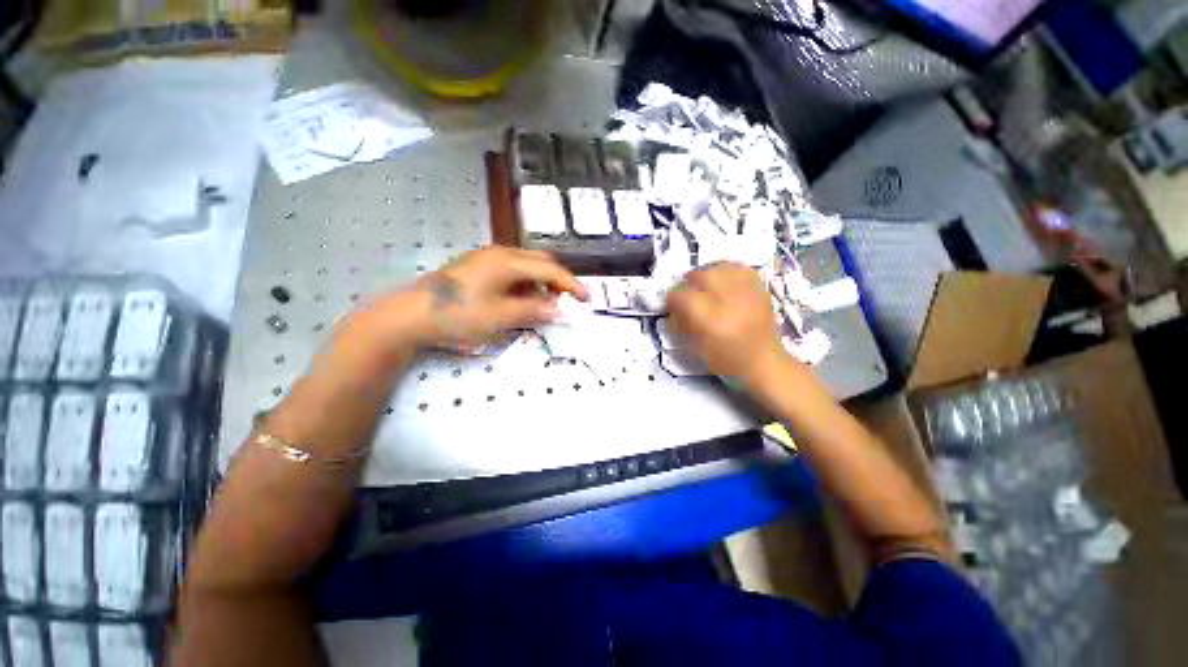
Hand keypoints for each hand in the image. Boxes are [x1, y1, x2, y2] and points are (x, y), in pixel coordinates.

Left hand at [405, 246, 587, 348]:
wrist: (411, 315)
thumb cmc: (459, 315)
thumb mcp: (502, 317)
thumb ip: (535, 311)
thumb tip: (562, 310)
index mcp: (508, 261)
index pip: (550, 269)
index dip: (571, 284)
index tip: (586, 300)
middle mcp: (500, 253)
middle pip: (540, 262)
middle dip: (557, 281)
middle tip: (567, 301)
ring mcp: (486, 259)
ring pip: (526, 266)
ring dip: (541, 283)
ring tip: (545, 305)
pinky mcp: (478, 268)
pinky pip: (511, 272)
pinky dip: (524, 285)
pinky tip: (521, 300)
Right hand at [666, 263, 787, 382]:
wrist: (764, 362)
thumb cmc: (727, 360)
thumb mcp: (697, 348)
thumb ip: (682, 325)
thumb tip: (673, 308)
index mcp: (712, 321)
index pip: (684, 297)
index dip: (672, 298)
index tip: (671, 303)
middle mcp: (730, 302)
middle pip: (703, 276)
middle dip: (690, 280)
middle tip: (687, 290)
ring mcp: (748, 294)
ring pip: (722, 268)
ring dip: (708, 272)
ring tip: (704, 282)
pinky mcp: (761, 290)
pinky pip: (741, 269)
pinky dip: (728, 270)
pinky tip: (723, 278)